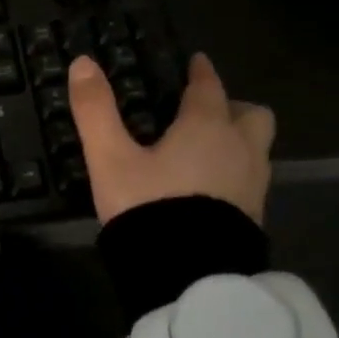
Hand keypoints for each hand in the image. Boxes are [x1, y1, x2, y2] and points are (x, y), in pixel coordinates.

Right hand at [69, 52, 274, 225]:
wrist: (187, 275)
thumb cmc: (149, 206)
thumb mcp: (110, 158)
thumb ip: (96, 111)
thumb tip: (82, 63)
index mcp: (207, 128)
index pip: (209, 88)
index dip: (201, 72)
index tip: (197, 62)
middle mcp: (240, 150)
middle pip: (253, 116)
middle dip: (233, 108)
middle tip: (205, 113)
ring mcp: (253, 187)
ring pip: (256, 150)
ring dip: (236, 143)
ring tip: (204, 153)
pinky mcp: (253, 218)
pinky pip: (250, 182)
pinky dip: (233, 175)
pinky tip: (207, 191)